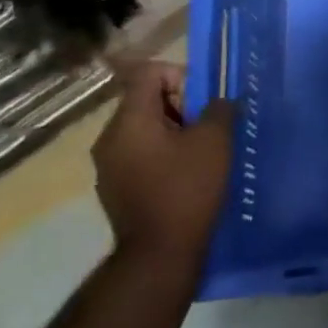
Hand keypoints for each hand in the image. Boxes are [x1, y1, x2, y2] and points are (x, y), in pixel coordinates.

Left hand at [91, 60, 234, 273]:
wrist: (160, 254)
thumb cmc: (187, 189)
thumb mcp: (215, 141)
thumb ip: (219, 109)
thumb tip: (219, 102)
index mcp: (129, 120)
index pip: (148, 74)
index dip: (180, 76)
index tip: (203, 102)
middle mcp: (109, 138)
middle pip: (145, 101)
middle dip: (181, 107)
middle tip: (208, 130)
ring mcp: (108, 166)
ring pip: (144, 130)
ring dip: (174, 133)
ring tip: (201, 155)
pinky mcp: (114, 189)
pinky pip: (139, 156)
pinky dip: (163, 156)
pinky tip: (185, 178)